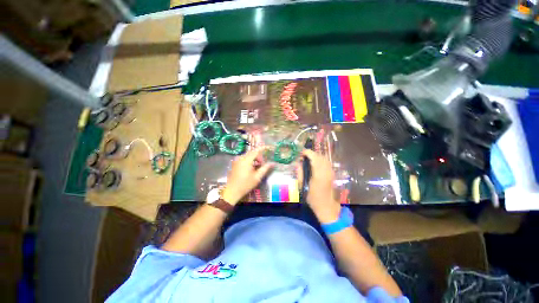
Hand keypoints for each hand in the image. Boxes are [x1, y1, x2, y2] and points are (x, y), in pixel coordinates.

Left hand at [222, 147, 272, 204]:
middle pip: (252, 152)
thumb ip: (265, 168)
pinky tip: (252, 167)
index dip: (263, 148)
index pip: (256, 151)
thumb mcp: (257, 177)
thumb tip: (272, 163)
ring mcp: (237, 160)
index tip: (269, 147)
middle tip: (263, 163)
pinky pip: (244, 158)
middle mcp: (241, 158)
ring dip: (254, 158)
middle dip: (259, 156)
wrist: (232, 191)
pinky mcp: (235, 163)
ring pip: (248, 155)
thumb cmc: (246, 184)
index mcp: (246, 160)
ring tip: (258, 166)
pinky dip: (249, 160)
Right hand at [298, 150, 341, 223]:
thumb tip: (298, 164)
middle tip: (303, 156)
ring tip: (308, 159)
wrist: (327, 207)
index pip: (314, 158)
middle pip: (320, 156)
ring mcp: (331, 172)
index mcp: (318, 174)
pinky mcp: (332, 174)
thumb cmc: (313, 198)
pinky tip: (315, 163)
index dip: (308, 153)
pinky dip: (320, 160)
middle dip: (311, 154)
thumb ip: (300, 173)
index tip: (301, 152)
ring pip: (324, 158)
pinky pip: (326, 162)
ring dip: (316, 156)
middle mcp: (326, 171)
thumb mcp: (303, 186)